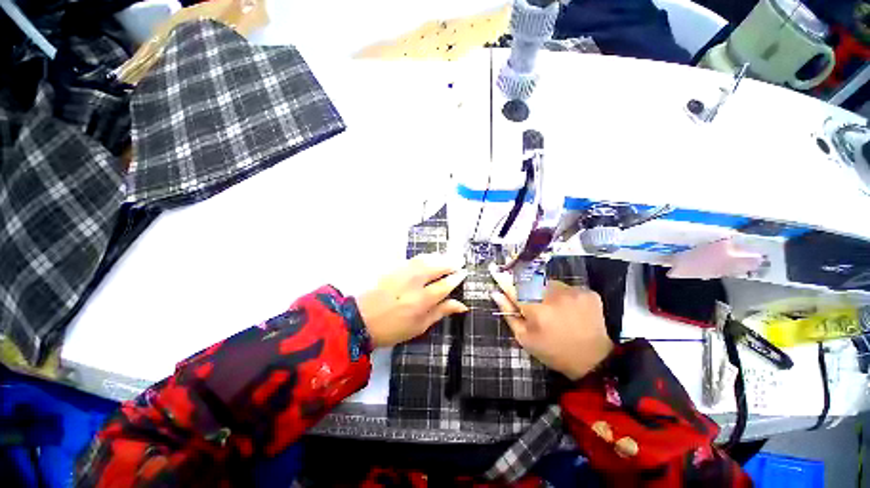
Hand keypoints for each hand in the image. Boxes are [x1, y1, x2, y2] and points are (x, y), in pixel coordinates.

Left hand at [357, 254, 468, 347]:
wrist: (360, 320)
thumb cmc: (393, 329)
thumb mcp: (420, 326)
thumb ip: (441, 312)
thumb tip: (461, 305)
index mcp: (421, 301)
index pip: (444, 285)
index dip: (456, 278)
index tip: (463, 273)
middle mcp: (413, 283)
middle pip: (436, 267)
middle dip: (450, 263)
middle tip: (459, 262)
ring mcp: (402, 273)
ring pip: (425, 259)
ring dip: (439, 257)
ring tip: (447, 259)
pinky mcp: (392, 268)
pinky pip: (413, 259)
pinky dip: (425, 257)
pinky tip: (429, 259)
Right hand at [490, 265, 612, 379]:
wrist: (594, 360)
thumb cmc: (553, 351)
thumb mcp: (525, 338)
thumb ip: (509, 314)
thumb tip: (496, 294)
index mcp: (536, 310)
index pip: (514, 287)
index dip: (503, 279)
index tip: (495, 270)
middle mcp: (554, 296)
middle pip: (531, 282)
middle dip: (527, 288)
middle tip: (531, 302)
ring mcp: (573, 292)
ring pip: (549, 283)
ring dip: (545, 291)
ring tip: (552, 307)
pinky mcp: (587, 292)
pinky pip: (566, 287)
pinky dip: (563, 295)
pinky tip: (567, 309)